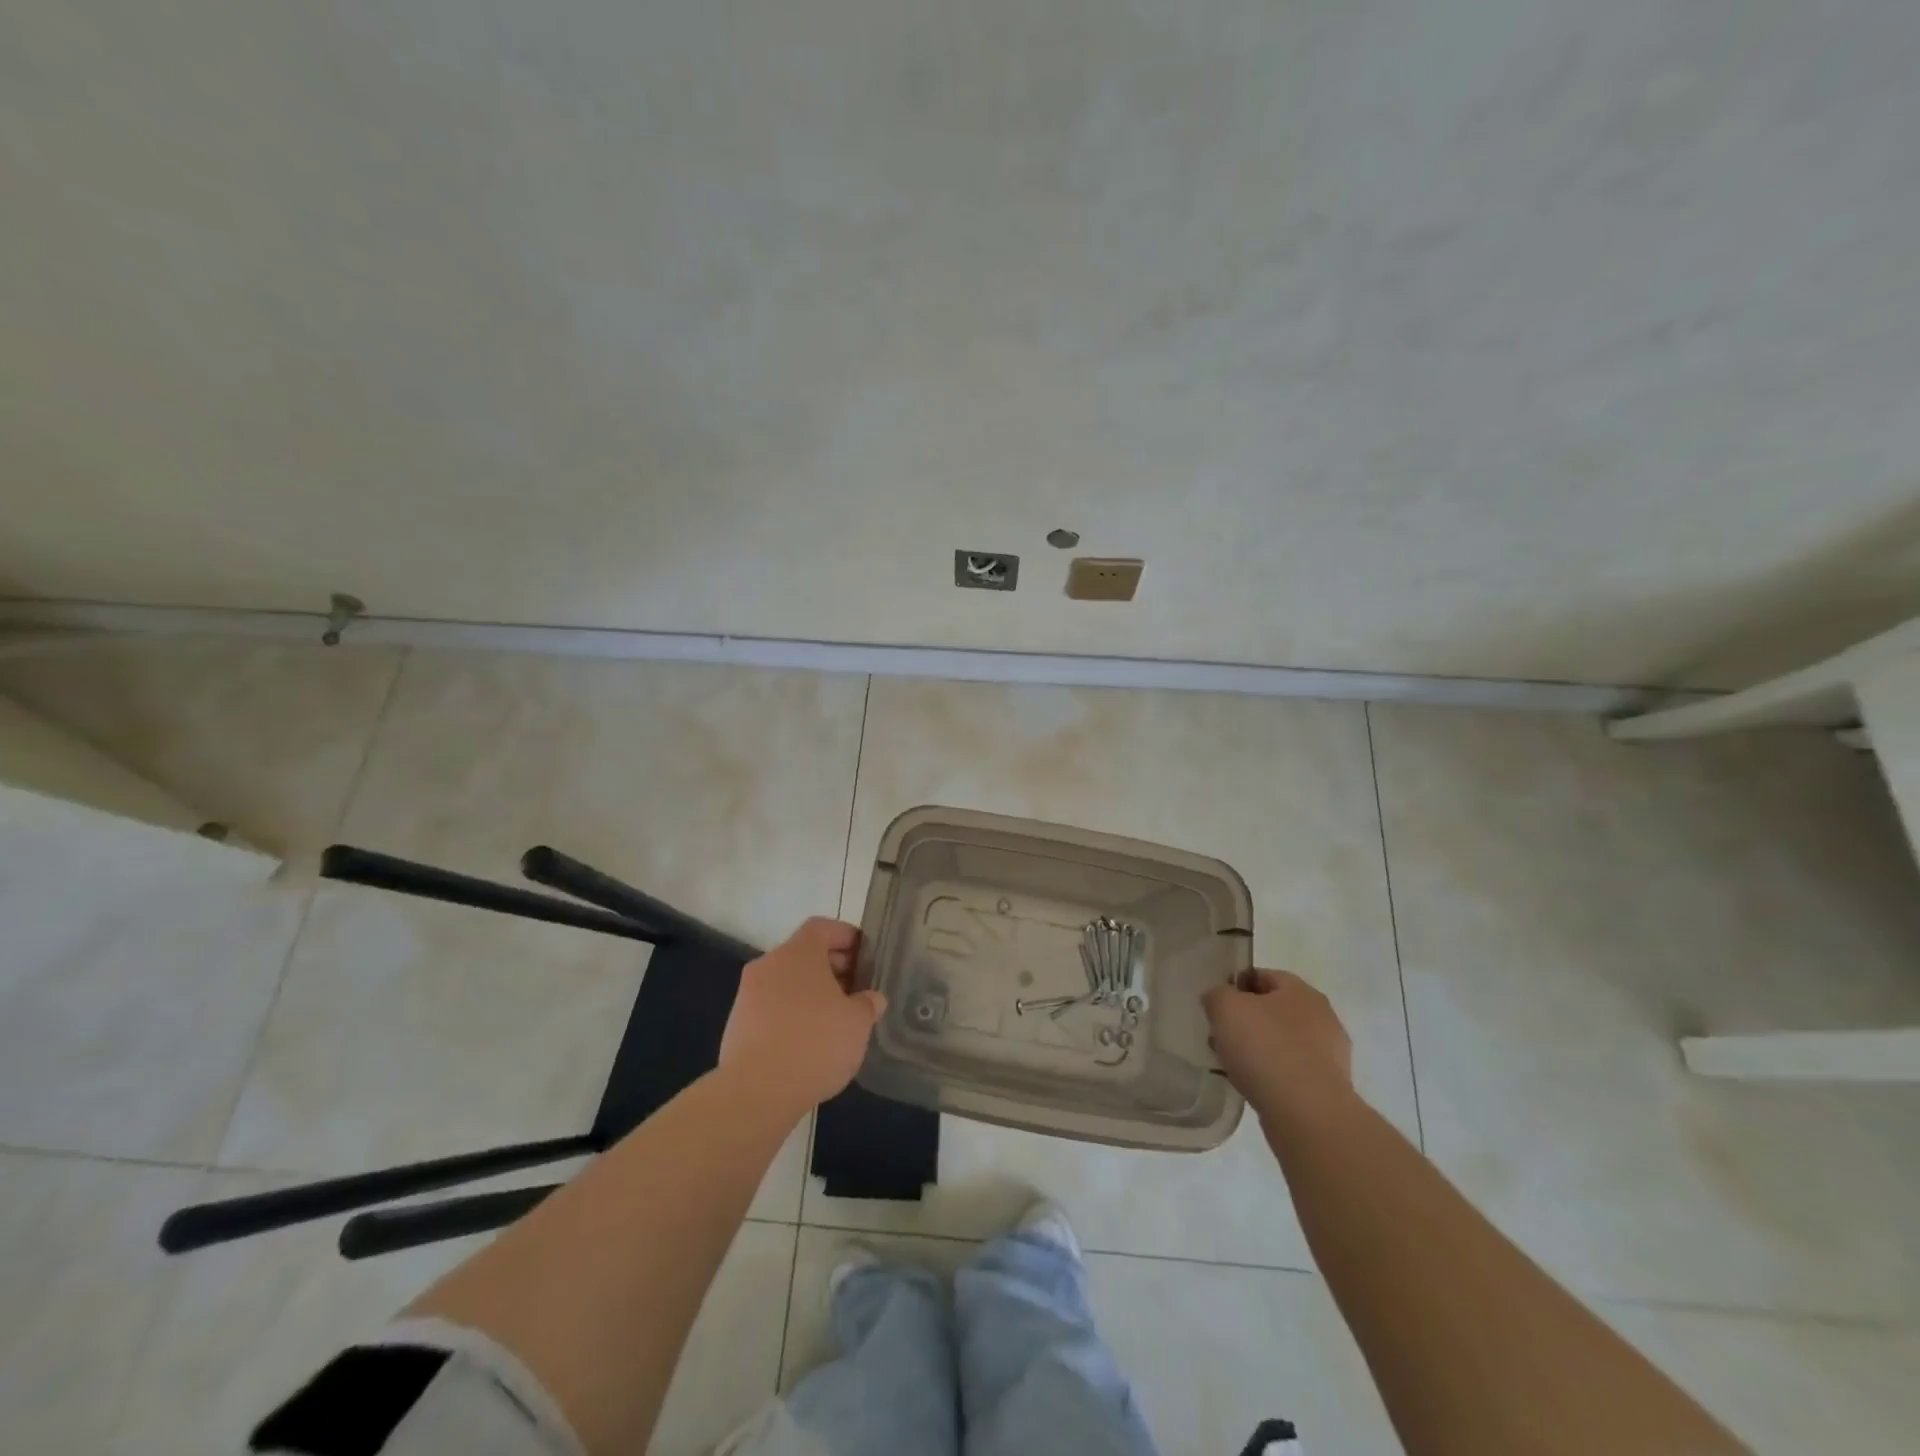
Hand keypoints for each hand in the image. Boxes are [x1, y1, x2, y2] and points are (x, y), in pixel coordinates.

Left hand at [719, 917, 886, 1115]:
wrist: (757, 1091)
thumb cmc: (815, 1043)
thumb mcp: (857, 1023)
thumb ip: (867, 1004)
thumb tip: (871, 999)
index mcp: (798, 952)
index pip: (822, 927)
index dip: (845, 936)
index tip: (864, 956)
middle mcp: (769, 964)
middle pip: (803, 954)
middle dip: (831, 969)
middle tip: (855, 991)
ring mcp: (748, 995)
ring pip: (786, 983)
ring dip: (810, 994)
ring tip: (834, 1021)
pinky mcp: (736, 1025)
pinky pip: (771, 1009)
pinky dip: (791, 1016)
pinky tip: (808, 1043)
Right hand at [1202, 969, 1353, 1125]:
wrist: (1307, 1114)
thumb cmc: (1265, 1048)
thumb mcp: (1225, 1007)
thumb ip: (1217, 995)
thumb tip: (1219, 999)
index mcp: (1301, 991)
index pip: (1263, 976)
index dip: (1236, 985)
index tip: (1215, 1003)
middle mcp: (1322, 1017)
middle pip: (1273, 1010)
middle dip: (1245, 1020)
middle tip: (1220, 1034)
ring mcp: (1330, 1055)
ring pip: (1282, 1043)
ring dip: (1257, 1049)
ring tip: (1230, 1064)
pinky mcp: (1328, 1088)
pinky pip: (1291, 1072)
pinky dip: (1271, 1075)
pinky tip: (1251, 1086)